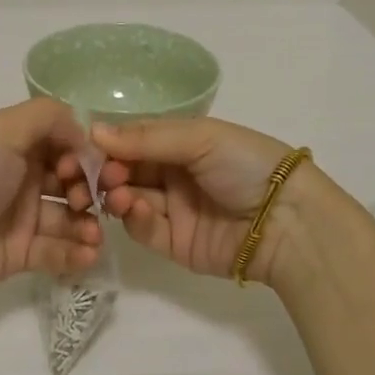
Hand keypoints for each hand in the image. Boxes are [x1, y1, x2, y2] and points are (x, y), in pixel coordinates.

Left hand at [0, 98, 102, 303]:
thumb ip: (49, 117)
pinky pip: (58, 251)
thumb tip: (84, 135)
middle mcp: (22, 176)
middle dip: (91, 190)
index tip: (93, 168)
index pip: (65, 142)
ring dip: (89, 225)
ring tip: (94, 237)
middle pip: (72, 180)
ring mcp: (22, 216)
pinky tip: (87, 255)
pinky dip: (76, 253)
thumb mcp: (3, 130)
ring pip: (70, 218)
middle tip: (93, 203)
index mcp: (16, 143)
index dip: (84, 153)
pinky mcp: (21, 253)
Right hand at [70, 117, 322, 285]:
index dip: (111, 144)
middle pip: (127, 171)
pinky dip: (136, 220)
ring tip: (119, 195)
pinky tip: (137, 210)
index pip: (136, 140)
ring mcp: (174, 210)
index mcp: (184, 143)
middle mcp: (175, 174)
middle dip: (109, 172)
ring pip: (130, 201)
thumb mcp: (200, 138)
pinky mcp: (175, 244)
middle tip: (102, 176)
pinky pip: (144, 231)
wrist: (287, 221)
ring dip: (118, 195)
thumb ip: (147, 137)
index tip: (88, 148)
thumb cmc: (246, 165)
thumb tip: (94, 131)